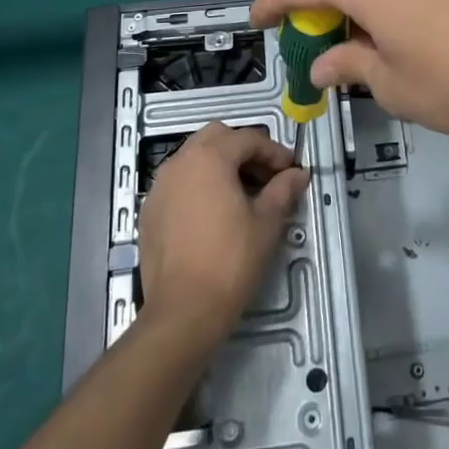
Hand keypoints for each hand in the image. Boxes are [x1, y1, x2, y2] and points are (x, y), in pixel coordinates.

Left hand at [138, 122, 309, 341]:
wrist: (183, 311)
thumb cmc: (231, 261)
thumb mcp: (267, 222)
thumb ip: (283, 189)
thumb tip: (298, 174)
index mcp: (210, 158)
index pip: (248, 139)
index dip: (274, 152)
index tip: (290, 172)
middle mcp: (180, 162)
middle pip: (217, 137)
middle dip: (244, 150)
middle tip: (265, 177)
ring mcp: (160, 186)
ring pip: (194, 157)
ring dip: (220, 164)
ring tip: (242, 193)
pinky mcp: (150, 210)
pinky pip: (178, 181)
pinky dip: (199, 184)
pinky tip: (214, 212)